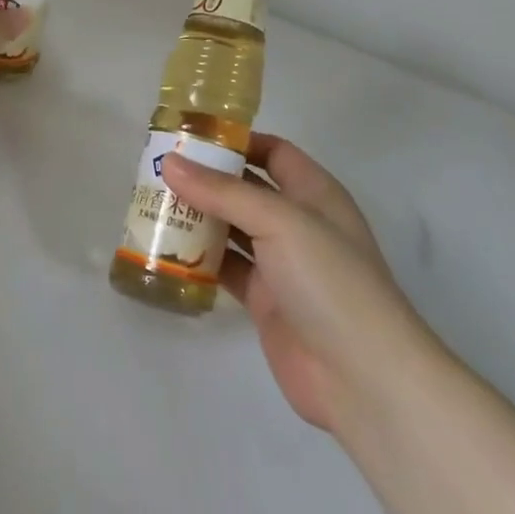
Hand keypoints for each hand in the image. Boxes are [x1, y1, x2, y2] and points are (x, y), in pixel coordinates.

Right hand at [162, 136, 430, 433]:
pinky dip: (200, 258)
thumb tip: (170, 163)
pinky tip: (167, 249)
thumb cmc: (329, 280)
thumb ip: (222, 192)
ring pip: (233, 228)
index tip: (189, 137)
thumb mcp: (279, 221)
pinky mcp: (265, 299)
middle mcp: (298, 223)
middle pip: (247, 189)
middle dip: (207, 179)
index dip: (236, 141)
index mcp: (314, 193)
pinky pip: (227, 268)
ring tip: (153, 204)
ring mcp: (282, 264)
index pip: (273, 152)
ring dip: (199, 217)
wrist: (361, 376)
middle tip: (158, 170)